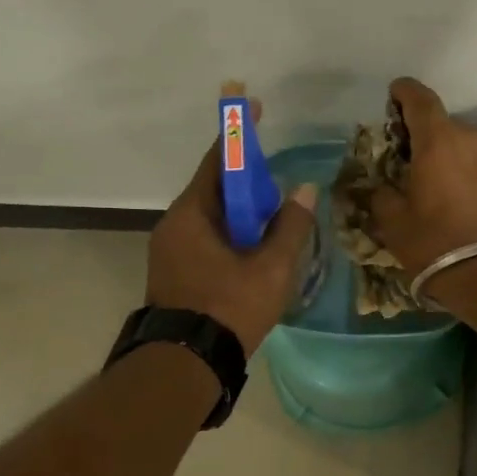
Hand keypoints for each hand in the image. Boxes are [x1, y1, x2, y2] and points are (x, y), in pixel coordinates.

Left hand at [147, 99, 318, 352]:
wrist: (185, 367)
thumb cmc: (228, 309)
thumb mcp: (270, 268)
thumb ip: (290, 227)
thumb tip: (305, 190)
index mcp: (191, 216)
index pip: (217, 162)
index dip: (238, 135)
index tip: (252, 108)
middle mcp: (174, 226)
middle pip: (216, 190)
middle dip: (249, 183)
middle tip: (281, 189)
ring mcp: (171, 252)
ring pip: (213, 219)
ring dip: (244, 215)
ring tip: (277, 225)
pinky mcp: (176, 274)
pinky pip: (208, 239)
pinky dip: (234, 235)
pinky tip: (257, 252)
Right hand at [369, 77, 476, 297]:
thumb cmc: (437, 243)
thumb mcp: (394, 222)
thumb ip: (381, 194)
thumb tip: (380, 186)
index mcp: (439, 139)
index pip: (420, 98)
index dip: (404, 93)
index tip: (393, 96)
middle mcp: (472, 138)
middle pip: (443, 125)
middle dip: (423, 137)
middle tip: (407, 161)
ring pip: (465, 145)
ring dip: (448, 156)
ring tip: (436, 185)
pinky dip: (468, 172)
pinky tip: (460, 199)